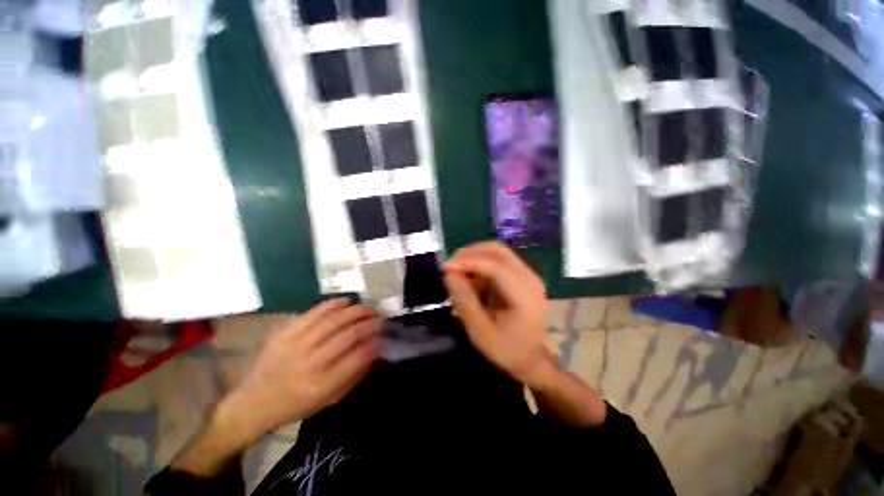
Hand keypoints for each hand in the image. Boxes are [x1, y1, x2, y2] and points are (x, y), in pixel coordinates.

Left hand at [221, 300, 379, 441]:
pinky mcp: (284, 333)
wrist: (252, 403)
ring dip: (355, 311)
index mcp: (321, 386)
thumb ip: (354, 375)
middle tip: (379, 317)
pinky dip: (333, 304)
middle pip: (347, 335)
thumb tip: (375, 349)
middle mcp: (309, 364)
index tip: (384, 333)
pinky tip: (346, 302)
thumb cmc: (295, 406)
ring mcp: (294, 345)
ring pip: (333, 320)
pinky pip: (313, 312)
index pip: (357, 357)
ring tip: (367, 308)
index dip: (375, 341)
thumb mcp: (328, 400)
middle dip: (369, 323)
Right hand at [442, 241, 553, 385]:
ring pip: (499, 252)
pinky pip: (500, 260)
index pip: (496, 267)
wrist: (532, 358)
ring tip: (458, 270)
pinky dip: (482, 263)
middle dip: (471, 253)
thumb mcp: (480, 332)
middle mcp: (531, 279)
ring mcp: (529, 275)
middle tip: (450, 264)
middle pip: (499, 251)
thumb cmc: (506, 350)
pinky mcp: (524, 275)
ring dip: (475, 256)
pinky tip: (471, 277)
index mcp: (525, 297)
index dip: (469, 262)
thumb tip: (449, 274)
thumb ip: (464, 301)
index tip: (446, 267)